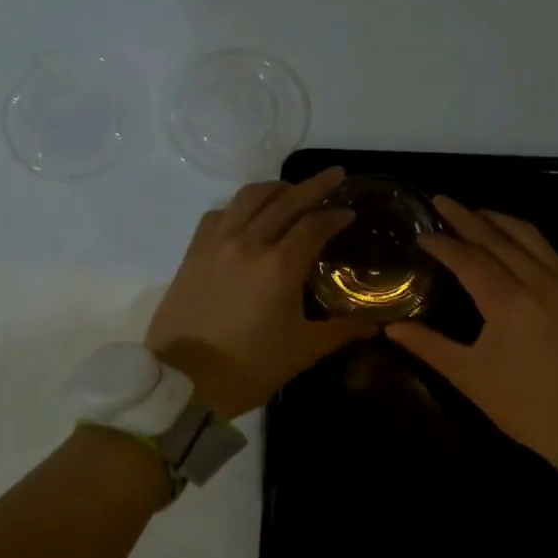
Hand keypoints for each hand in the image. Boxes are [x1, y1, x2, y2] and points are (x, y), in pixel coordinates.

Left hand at [146, 166, 373, 418]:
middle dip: (314, 186)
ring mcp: (217, 244)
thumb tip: (374, 326)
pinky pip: (219, 214)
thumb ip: (340, 331)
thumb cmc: (249, 368)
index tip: (349, 212)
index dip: (335, 216)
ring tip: (290, 189)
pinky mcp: (193, 252)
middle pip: (285, 201)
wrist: (183, 383)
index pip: (314, 225)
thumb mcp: (302, 351)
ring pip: (248, 198)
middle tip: (335, 175)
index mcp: (280, 266)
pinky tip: (246, 216)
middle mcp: (249, 243)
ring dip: (275, 189)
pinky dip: (238, 207)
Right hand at [386, 197, 557, 469]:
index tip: (422, 233)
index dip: (443, 244)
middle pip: (496, 238)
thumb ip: (428, 346)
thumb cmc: (523, 404)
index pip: (468, 258)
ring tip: (475, 213)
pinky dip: (528, 237)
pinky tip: (516, 238)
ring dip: (499, 220)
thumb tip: (390, 327)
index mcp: (506, 301)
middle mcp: (536, 282)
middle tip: (442, 200)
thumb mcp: (469, 377)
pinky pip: (550, 251)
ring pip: (528, 237)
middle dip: (466, 217)